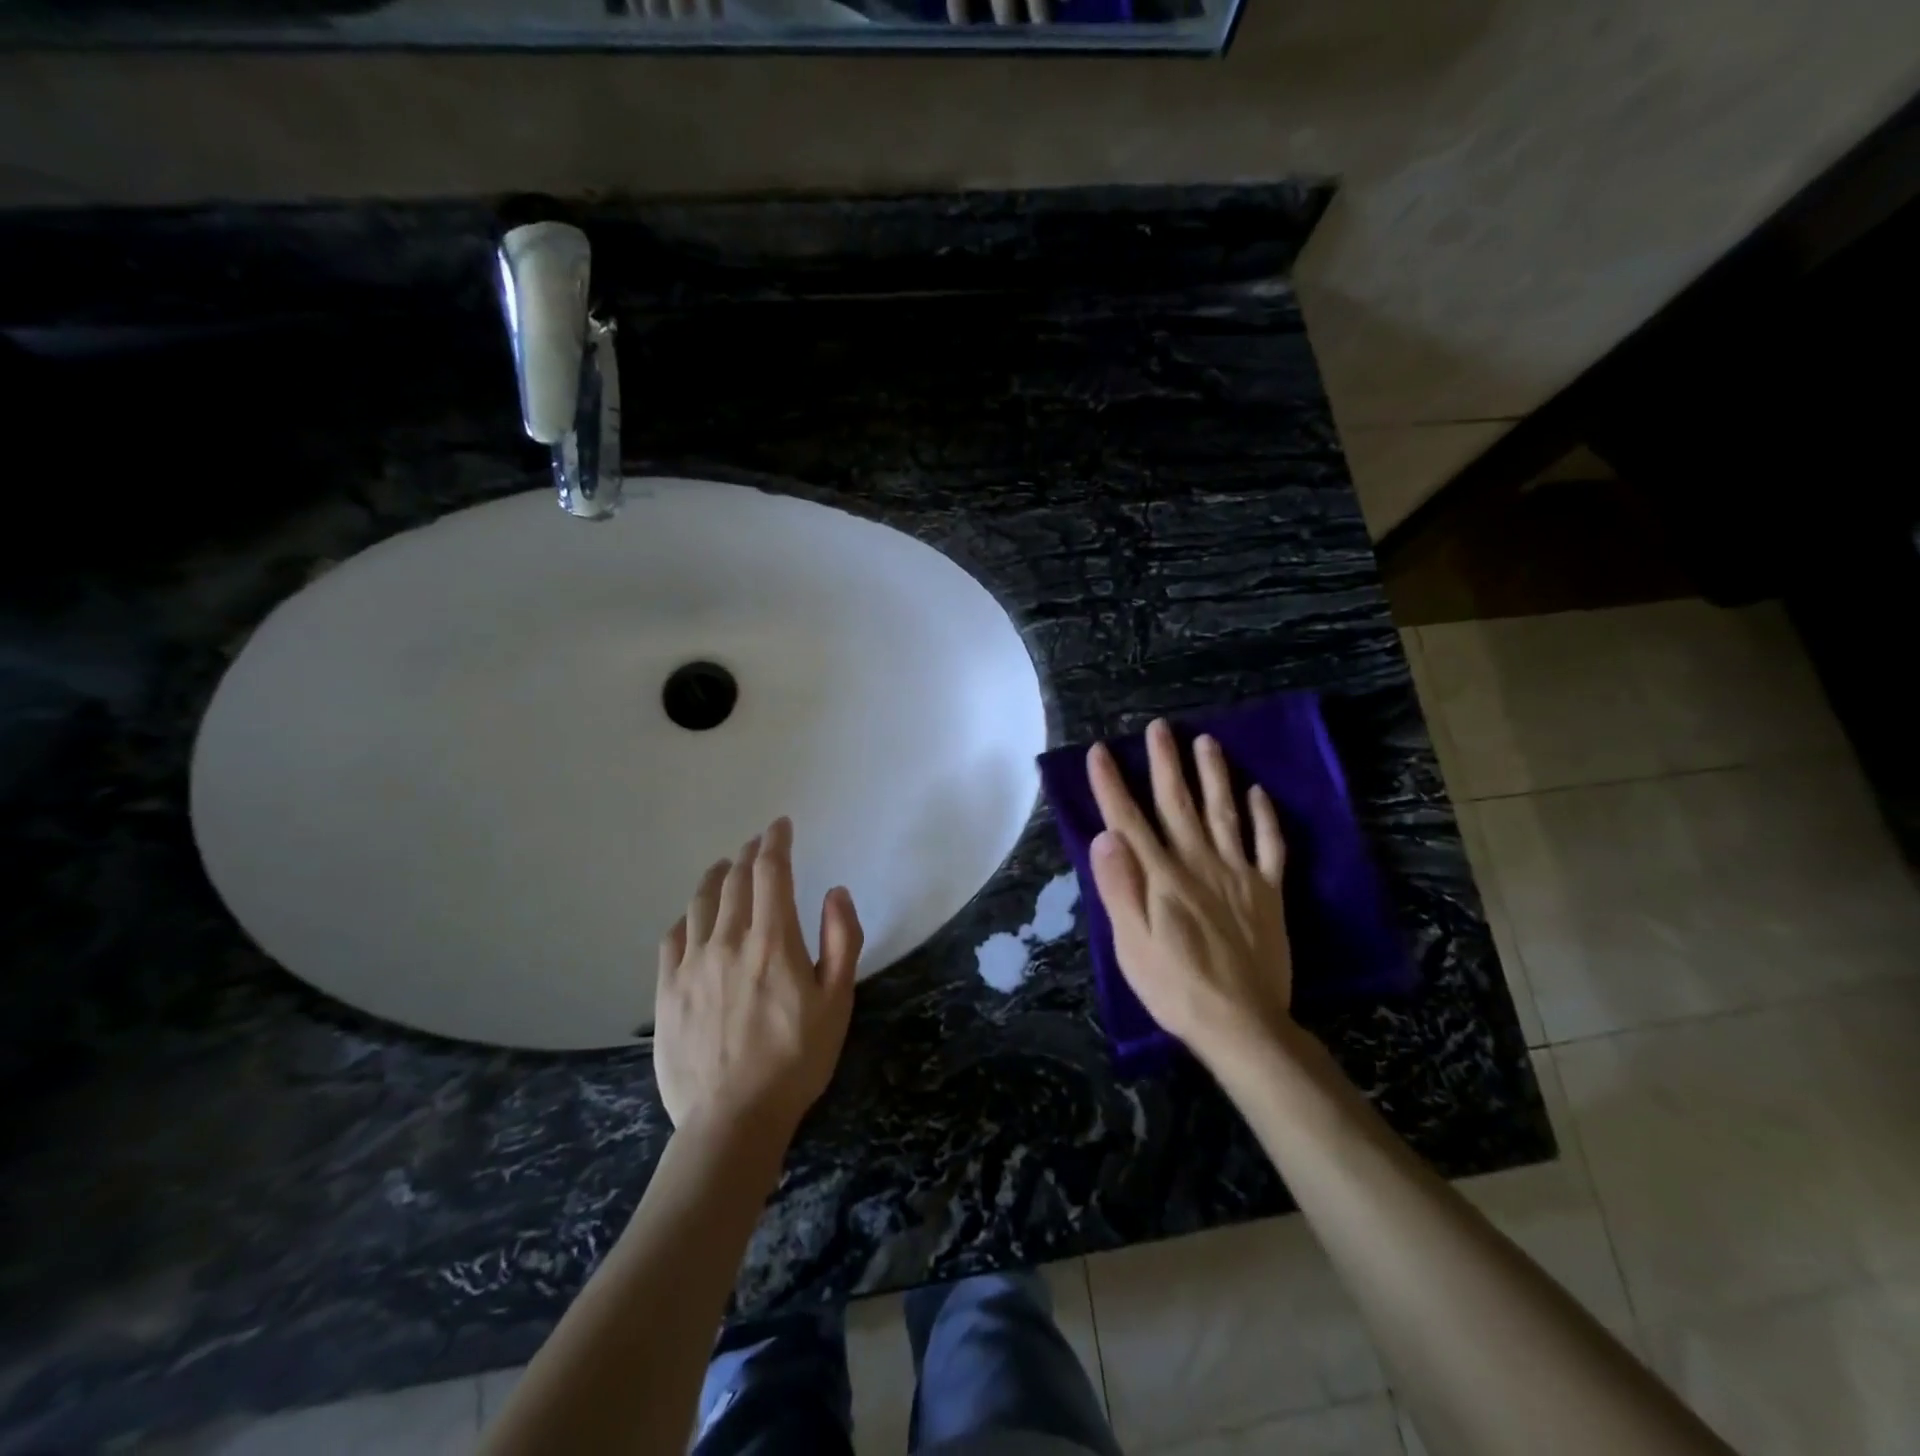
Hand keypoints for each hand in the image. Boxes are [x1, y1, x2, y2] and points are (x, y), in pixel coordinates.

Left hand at [654, 816, 863, 1143]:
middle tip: (758, 843)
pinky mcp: (667, 990)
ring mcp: (692, 964)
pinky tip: (694, 917)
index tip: (780, 826)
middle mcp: (728, 940)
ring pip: (700, 902)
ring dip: (716, 876)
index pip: (771, 872)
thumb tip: (835, 892)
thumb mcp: (838, 1001)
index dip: (776, 842)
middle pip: (736, 881)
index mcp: (773, 940)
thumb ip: (841, 939)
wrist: (732, 1118)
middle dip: (750, 854)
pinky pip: (673, 937)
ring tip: (726, 867)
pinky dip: (688, 916)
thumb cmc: (796, 1059)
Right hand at [1087, 719, 1292, 1070]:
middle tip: (1160, 727)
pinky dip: (1264, 817)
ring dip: (1214, 774)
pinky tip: (1259, 792)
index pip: (1128, 820)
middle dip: (1165, 762)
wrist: (1242, 1023)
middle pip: (1178, 803)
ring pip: (1224, 812)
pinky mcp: (1267, 891)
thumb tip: (1104, 836)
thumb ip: (1119, 887)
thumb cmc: (1175, 986)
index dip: (1112, 784)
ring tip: (1207, 741)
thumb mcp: (1131, 944)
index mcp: (1161, 876)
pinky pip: (1269, 846)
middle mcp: (1198, 862)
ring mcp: (1237, 873)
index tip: (1100, 751)